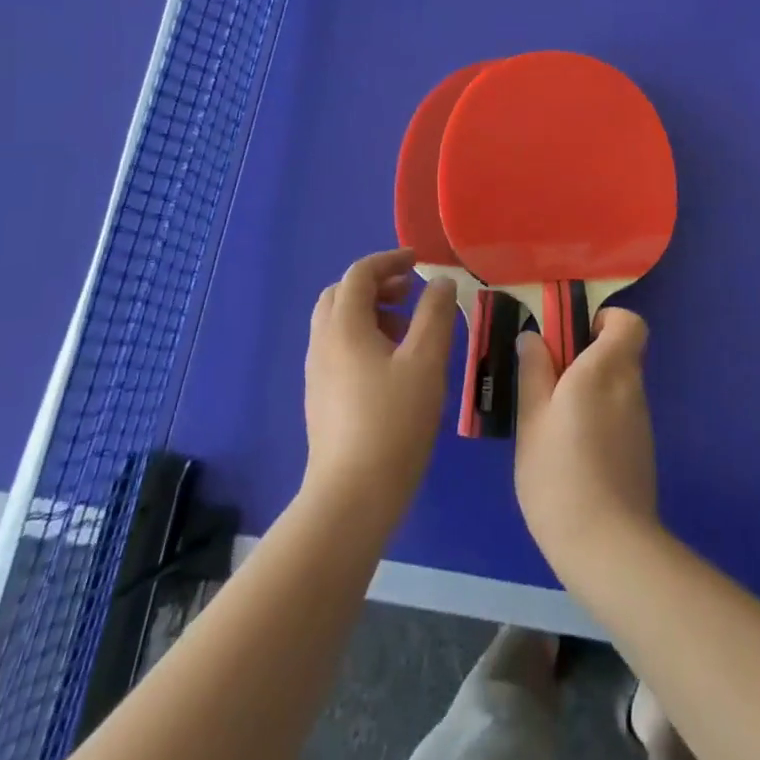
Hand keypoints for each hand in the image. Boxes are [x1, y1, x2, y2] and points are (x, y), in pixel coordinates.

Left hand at [303, 248, 455, 529]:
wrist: (351, 498)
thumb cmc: (393, 422)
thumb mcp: (426, 362)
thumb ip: (435, 314)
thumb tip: (441, 282)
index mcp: (344, 327)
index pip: (359, 274)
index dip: (389, 260)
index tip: (419, 263)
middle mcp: (323, 343)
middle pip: (341, 295)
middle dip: (376, 285)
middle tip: (410, 293)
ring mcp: (318, 373)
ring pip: (338, 323)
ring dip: (371, 312)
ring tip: (408, 331)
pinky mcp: (321, 399)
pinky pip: (338, 349)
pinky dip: (363, 337)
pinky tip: (393, 366)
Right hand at [514, 308, 660, 585]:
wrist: (608, 548)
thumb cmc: (560, 473)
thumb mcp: (532, 418)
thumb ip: (533, 371)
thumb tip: (534, 336)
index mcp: (607, 368)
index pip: (628, 321)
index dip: (603, 320)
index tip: (570, 337)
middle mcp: (631, 387)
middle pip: (619, 352)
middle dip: (586, 356)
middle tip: (546, 380)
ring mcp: (640, 421)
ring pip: (617, 385)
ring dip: (589, 389)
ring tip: (550, 421)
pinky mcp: (640, 451)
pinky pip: (619, 414)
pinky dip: (598, 417)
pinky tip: (570, 450)